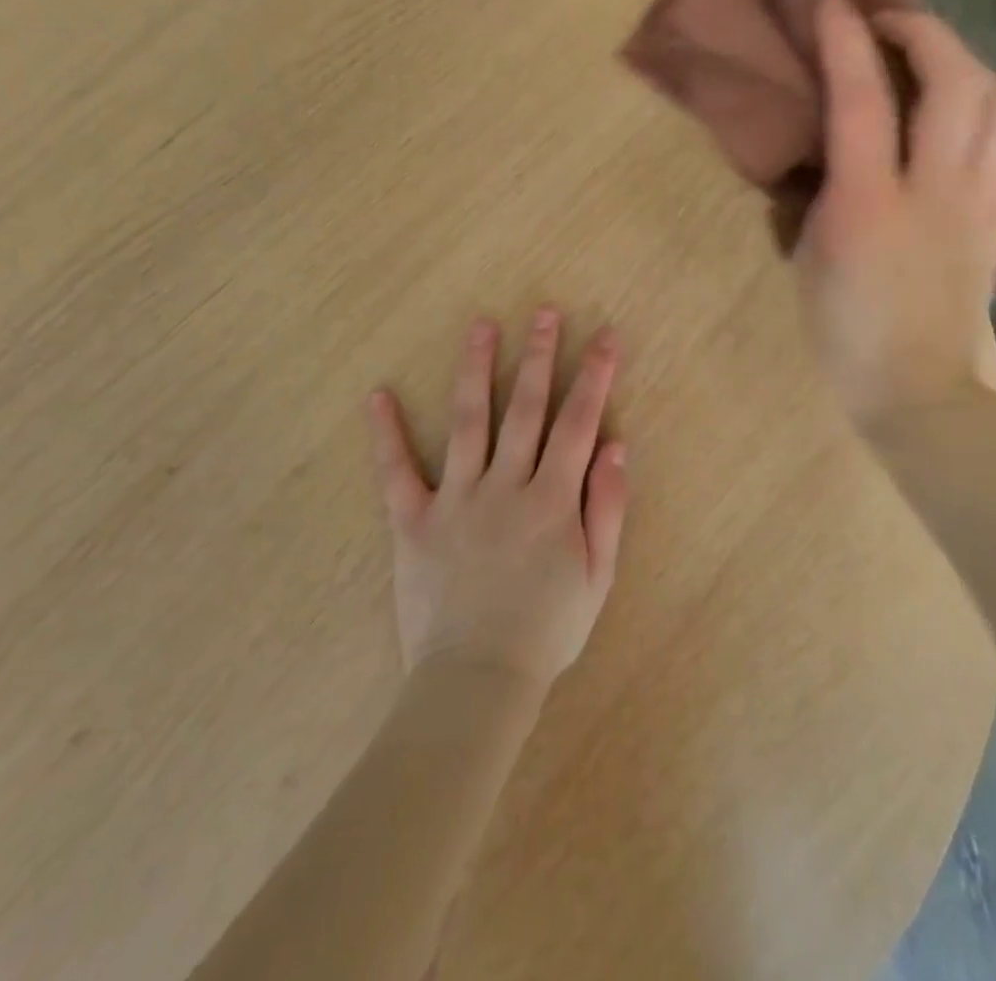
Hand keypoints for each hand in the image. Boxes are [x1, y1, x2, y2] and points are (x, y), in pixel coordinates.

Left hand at [365, 308, 629, 689]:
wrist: (476, 682)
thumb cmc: (547, 630)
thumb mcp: (598, 575)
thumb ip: (608, 507)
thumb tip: (617, 445)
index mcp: (553, 499)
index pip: (580, 422)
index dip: (595, 375)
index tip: (605, 336)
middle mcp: (506, 486)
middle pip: (525, 408)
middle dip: (538, 356)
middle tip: (543, 312)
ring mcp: (456, 500)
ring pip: (467, 422)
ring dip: (475, 370)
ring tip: (480, 326)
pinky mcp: (413, 522)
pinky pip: (396, 473)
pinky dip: (385, 435)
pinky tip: (378, 396)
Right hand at [795, 0, 995, 428]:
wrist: (916, 388)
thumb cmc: (845, 330)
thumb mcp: (811, 256)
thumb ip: (826, 189)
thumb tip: (836, 142)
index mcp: (870, 206)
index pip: (862, 101)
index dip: (846, 41)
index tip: (832, 3)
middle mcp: (936, 192)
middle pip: (955, 81)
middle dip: (923, 31)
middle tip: (888, 25)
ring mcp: (981, 204)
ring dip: (963, 63)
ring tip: (929, 63)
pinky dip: (987, 111)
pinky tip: (961, 120)